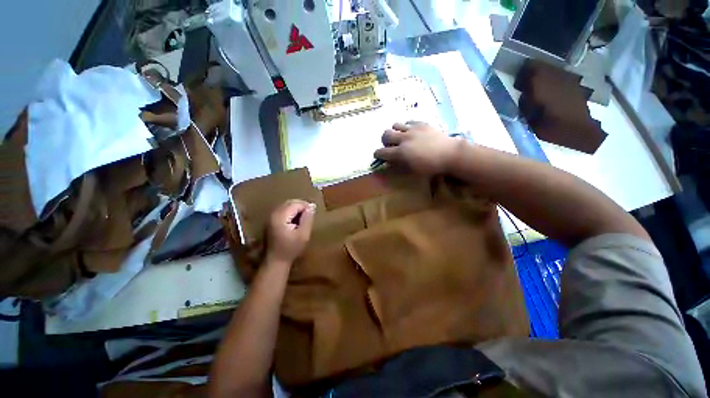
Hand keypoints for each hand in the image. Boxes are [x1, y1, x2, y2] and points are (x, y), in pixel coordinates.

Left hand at [265, 200, 315, 265]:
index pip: (297, 203)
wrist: (275, 261)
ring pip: (286, 206)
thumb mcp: (303, 234)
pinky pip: (283, 211)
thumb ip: (307, 218)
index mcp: (281, 216)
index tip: (312, 216)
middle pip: (290, 202)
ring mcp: (270, 217)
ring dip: (296, 210)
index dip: (307, 207)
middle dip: (301, 207)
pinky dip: (290, 213)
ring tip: (303, 220)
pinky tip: (295, 222)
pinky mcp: (270, 221)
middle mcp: (274, 214)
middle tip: (309, 217)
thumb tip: (311, 206)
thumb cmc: (291, 249)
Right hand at [374, 122, 461, 174]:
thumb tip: (389, 162)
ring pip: (395, 125)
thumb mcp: (412, 171)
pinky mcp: (421, 123)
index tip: (379, 156)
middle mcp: (403, 139)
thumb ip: (398, 166)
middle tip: (390, 145)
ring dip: (395, 132)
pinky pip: (408, 121)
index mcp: (400, 153)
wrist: (450, 154)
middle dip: (384, 141)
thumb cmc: (430, 167)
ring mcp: (413, 129)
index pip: (381, 152)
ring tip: (401, 137)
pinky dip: (406, 127)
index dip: (378, 154)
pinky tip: (412, 132)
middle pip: (385, 134)